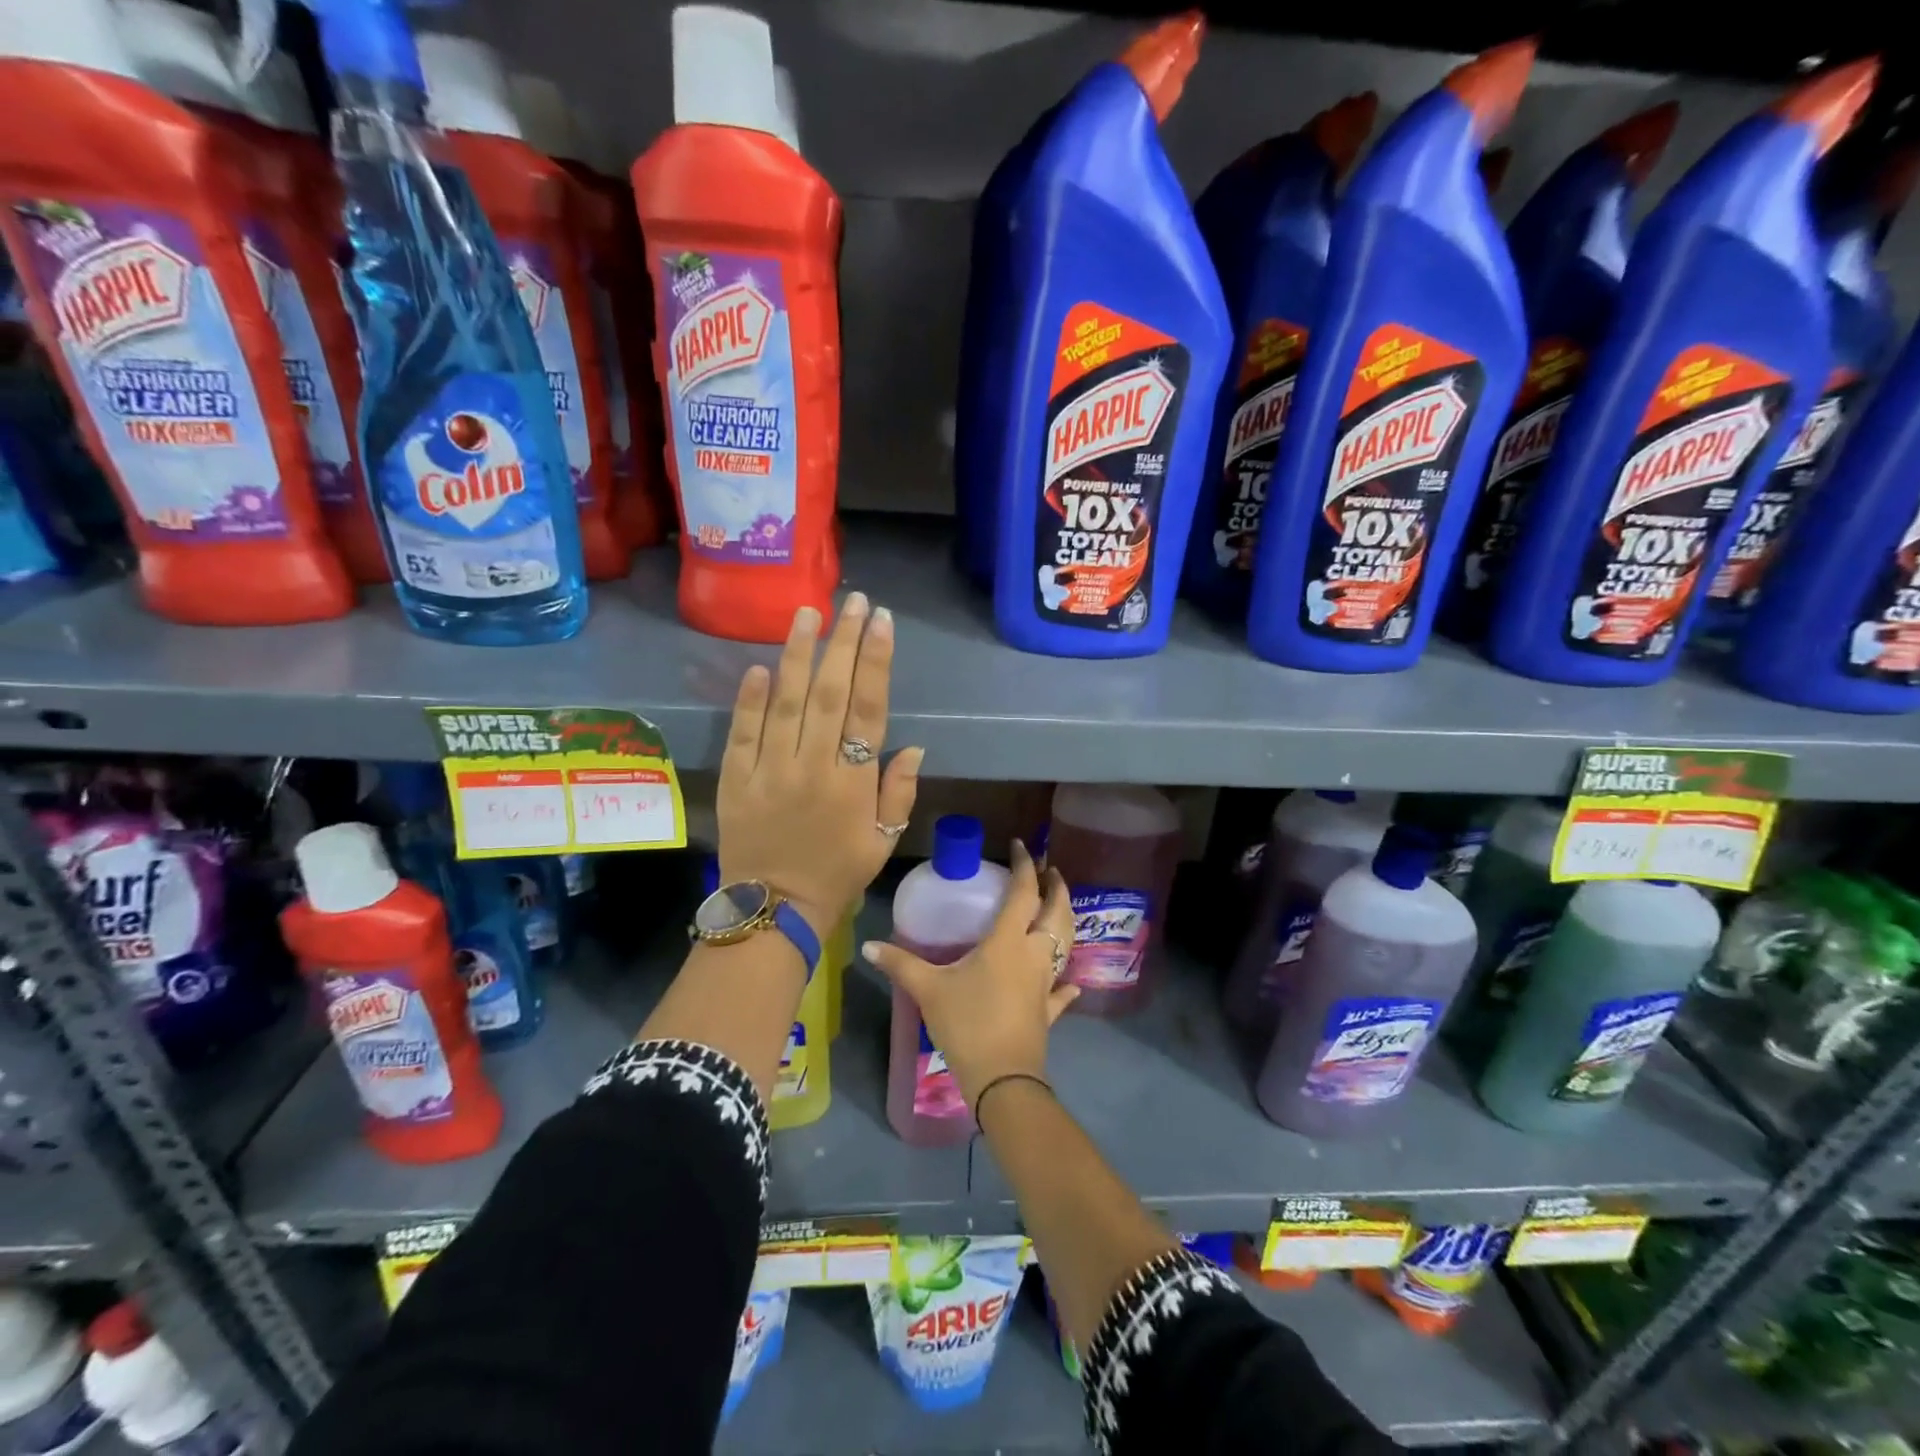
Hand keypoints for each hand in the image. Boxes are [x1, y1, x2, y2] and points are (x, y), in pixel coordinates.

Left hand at [717, 594, 922, 933]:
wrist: (772, 910)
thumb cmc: (837, 875)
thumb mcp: (882, 841)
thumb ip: (898, 793)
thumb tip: (912, 745)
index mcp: (853, 783)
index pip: (869, 710)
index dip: (877, 662)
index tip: (882, 622)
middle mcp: (813, 767)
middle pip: (830, 693)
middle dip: (843, 643)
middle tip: (853, 602)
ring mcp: (770, 770)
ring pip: (785, 702)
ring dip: (798, 654)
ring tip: (808, 613)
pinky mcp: (736, 778)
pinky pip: (742, 732)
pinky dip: (749, 698)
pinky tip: (760, 666)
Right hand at [864, 841, 1078, 1111]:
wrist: (1002, 1080)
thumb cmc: (967, 1024)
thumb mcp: (928, 990)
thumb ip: (900, 964)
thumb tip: (868, 945)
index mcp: (1008, 941)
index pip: (1023, 892)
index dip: (1025, 866)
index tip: (1022, 845)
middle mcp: (1034, 955)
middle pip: (1056, 913)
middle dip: (1056, 888)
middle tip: (1051, 871)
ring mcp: (1046, 983)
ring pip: (1065, 944)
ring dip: (1065, 920)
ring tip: (1059, 907)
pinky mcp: (1048, 1011)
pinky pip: (1062, 991)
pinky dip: (1067, 982)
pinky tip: (1071, 982)